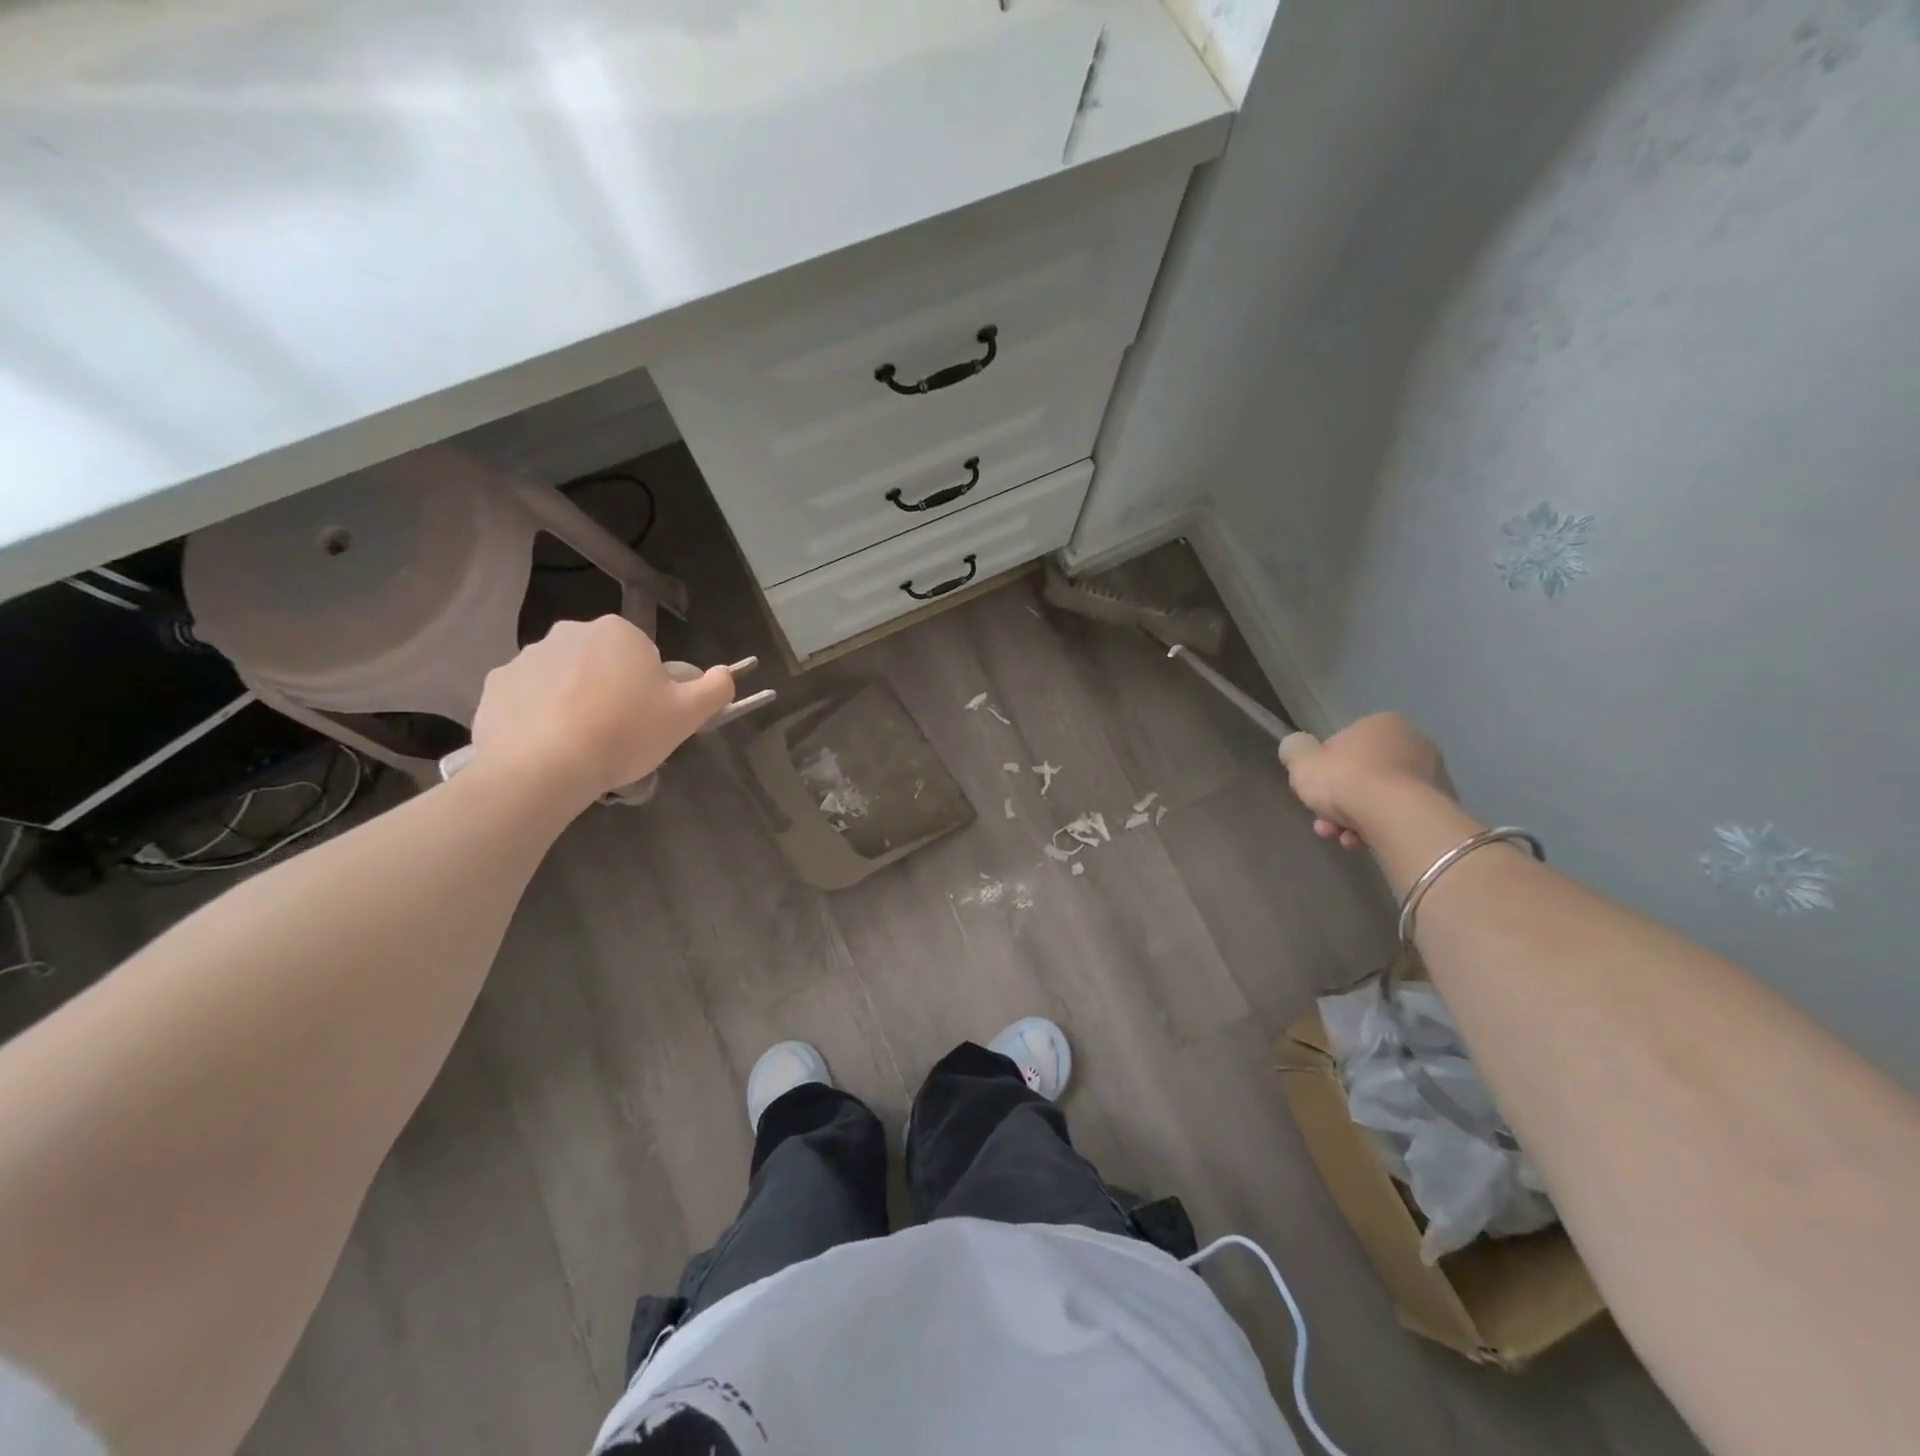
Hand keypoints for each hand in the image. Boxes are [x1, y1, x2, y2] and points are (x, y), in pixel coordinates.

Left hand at [469, 616, 733, 804]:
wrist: (544, 766)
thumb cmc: (626, 732)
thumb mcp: (687, 715)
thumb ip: (715, 689)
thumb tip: (726, 673)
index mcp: (618, 632)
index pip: (644, 656)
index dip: (650, 690)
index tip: (647, 719)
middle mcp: (570, 632)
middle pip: (602, 664)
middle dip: (611, 690)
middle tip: (618, 733)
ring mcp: (526, 657)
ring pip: (564, 680)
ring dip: (574, 702)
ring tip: (581, 745)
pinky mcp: (495, 686)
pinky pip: (528, 699)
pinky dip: (539, 717)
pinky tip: (549, 747)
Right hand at [1282, 713, 1451, 849]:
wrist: (1396, 816)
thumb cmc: (1346, 780)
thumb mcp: (1302, 763)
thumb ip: (1296, 752)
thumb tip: (1298, 749)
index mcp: (1380, 723)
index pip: (1341, 746)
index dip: (1322, 771)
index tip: (1313, 791)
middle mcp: (1412, 742)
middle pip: (1361, 774)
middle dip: (1339, 801)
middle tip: (1324, 822)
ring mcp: (1432, 775)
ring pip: (1379, 798)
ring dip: (1355, 818)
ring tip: (1342, 839)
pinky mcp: (1441, 806)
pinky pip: (1398, 816)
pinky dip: (1379, 829)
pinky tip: (1363, 843)